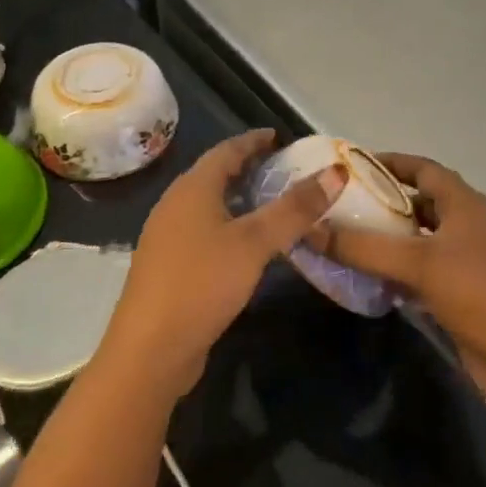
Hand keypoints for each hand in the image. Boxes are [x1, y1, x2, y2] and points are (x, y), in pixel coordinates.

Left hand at [101, 130, 345, 398]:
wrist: (150, 350)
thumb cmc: (202, 283)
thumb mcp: (254, 243)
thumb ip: (295, 209)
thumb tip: (336, 172)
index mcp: (192, 188)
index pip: (226, 150)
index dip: (253, 141)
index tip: (279, 136)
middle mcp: (175, 205)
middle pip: (215, 175)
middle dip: (248, 168)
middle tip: (283, 169)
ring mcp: (168, 237)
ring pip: (209, 205)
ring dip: (239, 198)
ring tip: (272, 203)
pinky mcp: (170, 267)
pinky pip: (205, 231)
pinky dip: (230, 225)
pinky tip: (249, 246)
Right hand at [327, 154, 485, 411]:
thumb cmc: (477, 293)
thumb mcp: (418, 263)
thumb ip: (364, 246)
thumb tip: (311, 229)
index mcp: (462, 202)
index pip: (421, 167)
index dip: (388, 162)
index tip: (351, 166)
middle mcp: (464, 223)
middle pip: (417, 201)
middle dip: (381, 202)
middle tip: (339, 206)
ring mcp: (464, 258)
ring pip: (418, 237)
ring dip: (387, 238)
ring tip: (345, 239)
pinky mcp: (460, 290)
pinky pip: (421, 269)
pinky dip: (396, 269)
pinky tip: (367, 277)